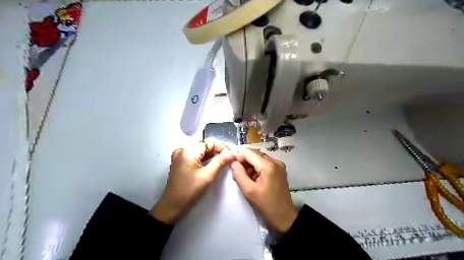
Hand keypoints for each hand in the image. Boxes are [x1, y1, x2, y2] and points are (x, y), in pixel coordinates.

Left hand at [153, 139, 235, 224]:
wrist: (172, 206)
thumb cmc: (190, 191)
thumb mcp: (207, 176)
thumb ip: (220, 162)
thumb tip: (232, 154)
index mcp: (188, 151)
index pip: (210, 142)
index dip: (222, 147)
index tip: (230, 157)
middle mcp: (183, 149)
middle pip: (205, 145)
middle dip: (218, 151)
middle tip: (228, 161)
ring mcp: (180, 155)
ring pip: (201, 150)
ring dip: (212, 156)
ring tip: (222, 164)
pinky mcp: (180, 161)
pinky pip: (195, 156)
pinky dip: (204, 159)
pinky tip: (211, 166)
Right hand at [231, 150, 297, 232]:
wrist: (284, 217)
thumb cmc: (266, 204)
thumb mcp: (249, 190)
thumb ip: (239, 174)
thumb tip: (233, 163)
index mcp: (268, 165)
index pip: (248, 152)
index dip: (239, 158)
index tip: (235, 170)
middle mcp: (275, 161)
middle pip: (254, 154)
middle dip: (245, 163)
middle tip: (241, 176)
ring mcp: (279, 165)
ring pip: (259, 158)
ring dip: (251, 166)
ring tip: (249, 180)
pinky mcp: (280, 169)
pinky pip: (265, 163)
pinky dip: (258, 169)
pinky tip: (256, 180)